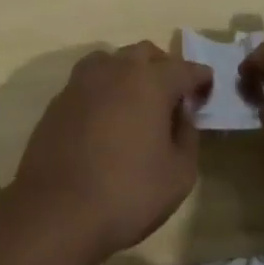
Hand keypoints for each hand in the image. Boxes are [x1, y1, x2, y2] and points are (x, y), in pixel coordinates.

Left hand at [11, 42, 211, 263]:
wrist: (56, 210)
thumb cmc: (127, 193)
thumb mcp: (178, 174)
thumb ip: (187, 136)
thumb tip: (182, 115)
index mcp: (150, 81)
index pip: (184, 68)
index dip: (200, 77)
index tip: (207, 87)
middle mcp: (116, 69)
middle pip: (146, 54)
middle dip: (164, 68)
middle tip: (173, 95)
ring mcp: (83, 81)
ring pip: (114, 60)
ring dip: (130, 72)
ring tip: (137, 101)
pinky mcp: (60, 98)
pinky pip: (90, 81)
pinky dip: (105, 89)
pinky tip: (107, 117)